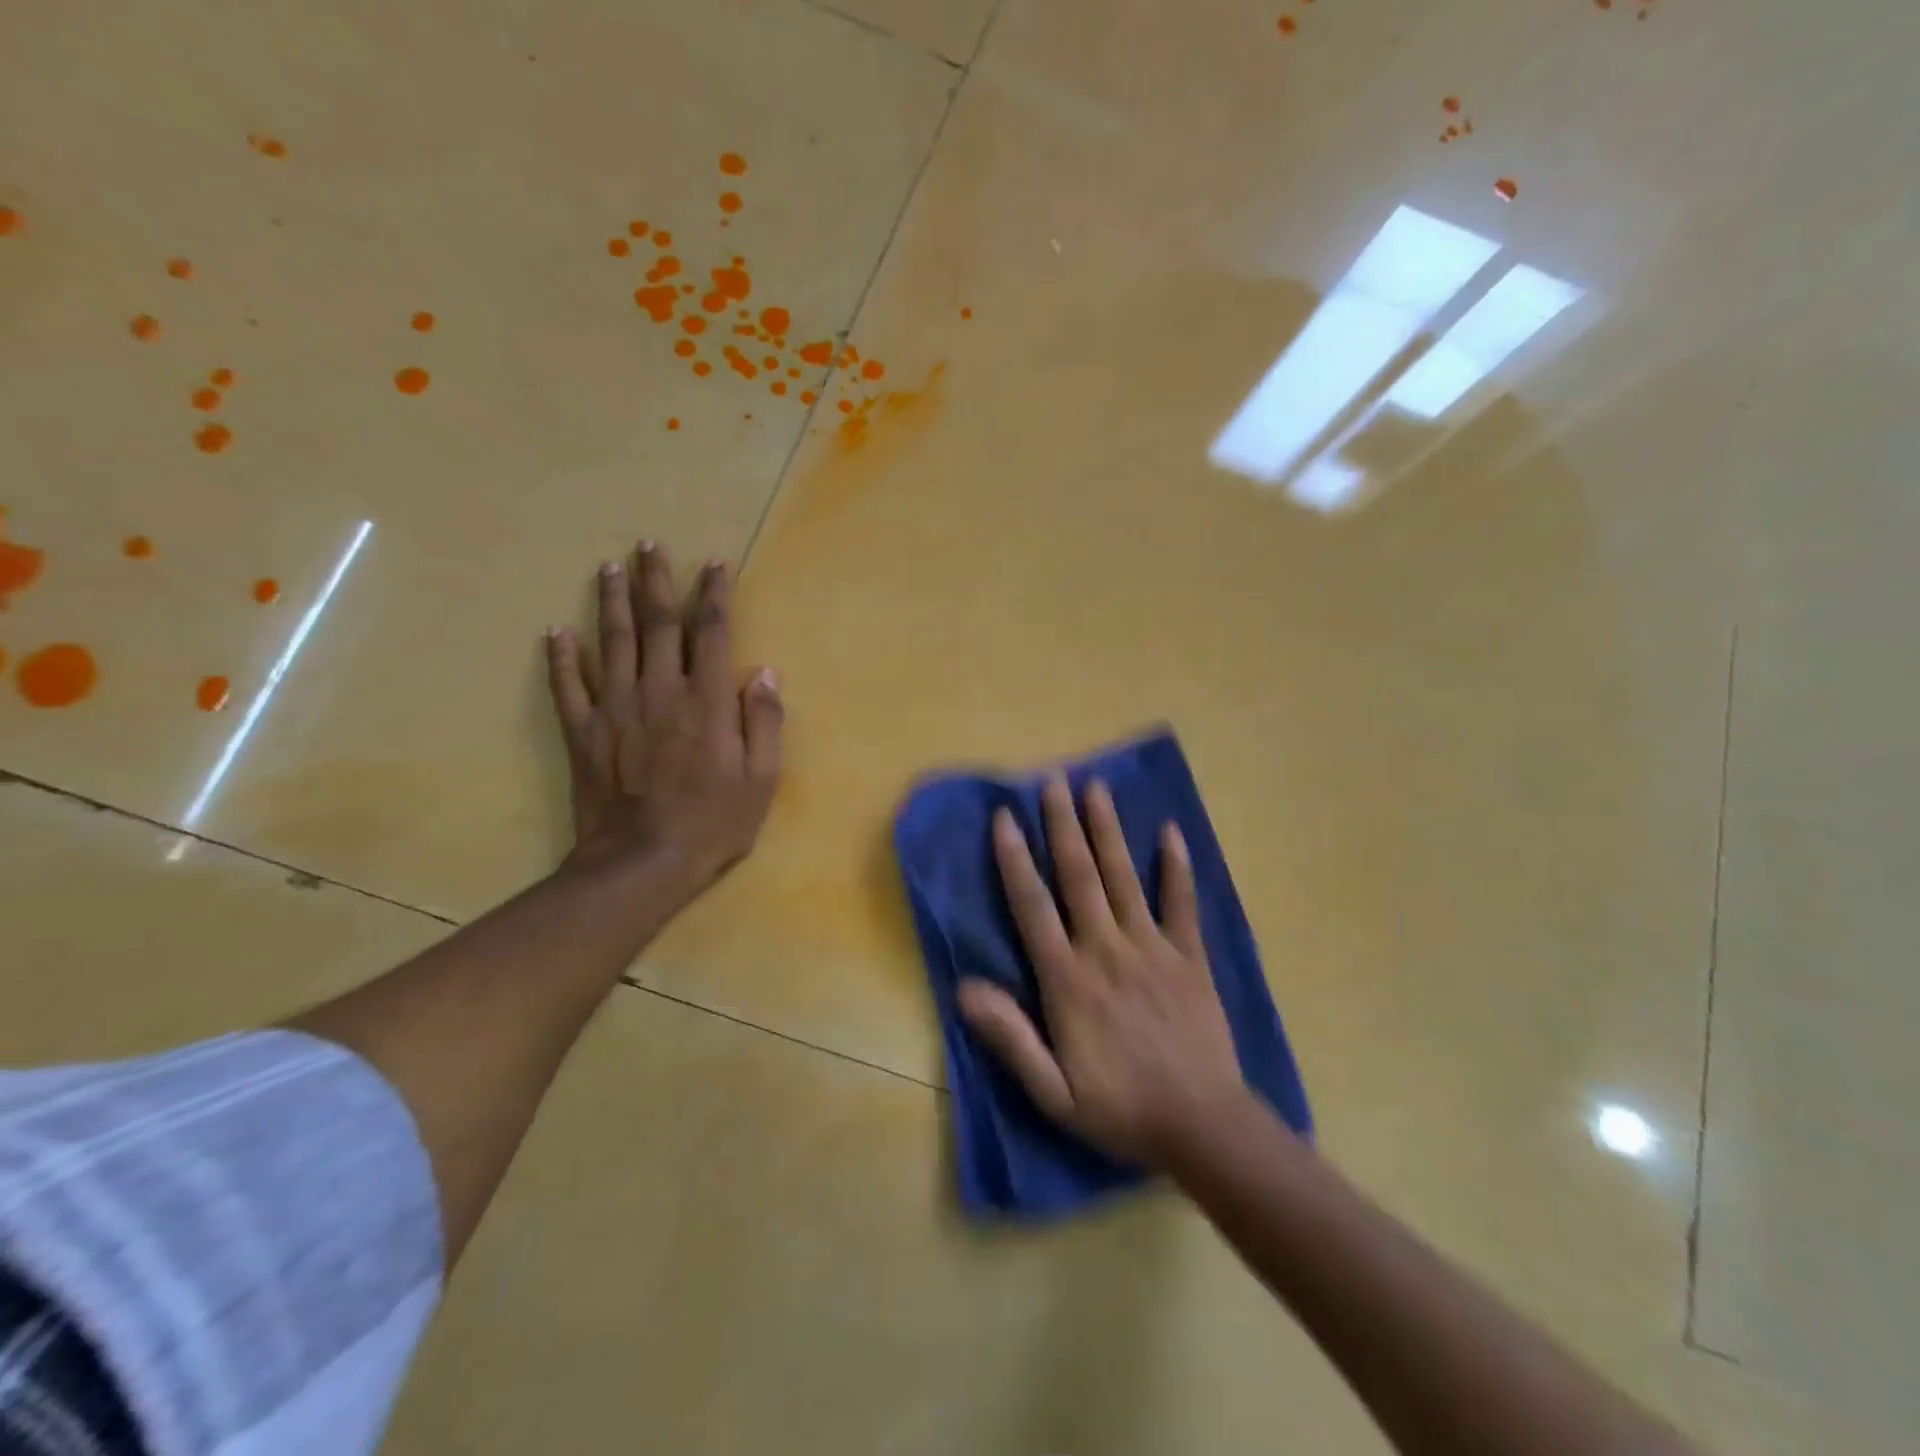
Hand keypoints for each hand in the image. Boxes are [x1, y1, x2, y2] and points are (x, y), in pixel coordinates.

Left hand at [545, 541, 782, 902]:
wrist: (641, 863)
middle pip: (657, 623)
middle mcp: (660, 690)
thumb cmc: (712, 823)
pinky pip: (568, 685)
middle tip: (649, 545)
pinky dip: (561, 657)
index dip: (714, 594)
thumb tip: (765, 673)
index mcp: (706, 701)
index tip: (714, 565)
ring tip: (610, 567)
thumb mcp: (761, 780)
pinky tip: (556, 632)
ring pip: (611, 641)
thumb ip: (765, 723)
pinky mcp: (583, 731)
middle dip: (656, 581)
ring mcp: (615, 708)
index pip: (710, 632)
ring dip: (611, 601)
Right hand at [959, 776, 1248, 1166]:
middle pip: (1079, 876)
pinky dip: (1177, 866)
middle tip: (1052, 780)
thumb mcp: (1052, 1092)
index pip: (1034, 907)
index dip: (1016, 859)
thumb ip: (1010, 1037)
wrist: (1204, 1127)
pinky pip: (1182, 903)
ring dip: (1108, 830)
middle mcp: (1107, 950)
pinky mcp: (1190, 957)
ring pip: (1124, 877)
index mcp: (1069, 980)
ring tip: (1096, 788)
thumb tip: (965, 988)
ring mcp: (1153, 948)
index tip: (1005, 818)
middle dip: (1063, 825)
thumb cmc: (1120, 1109)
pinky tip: (1170, 831)